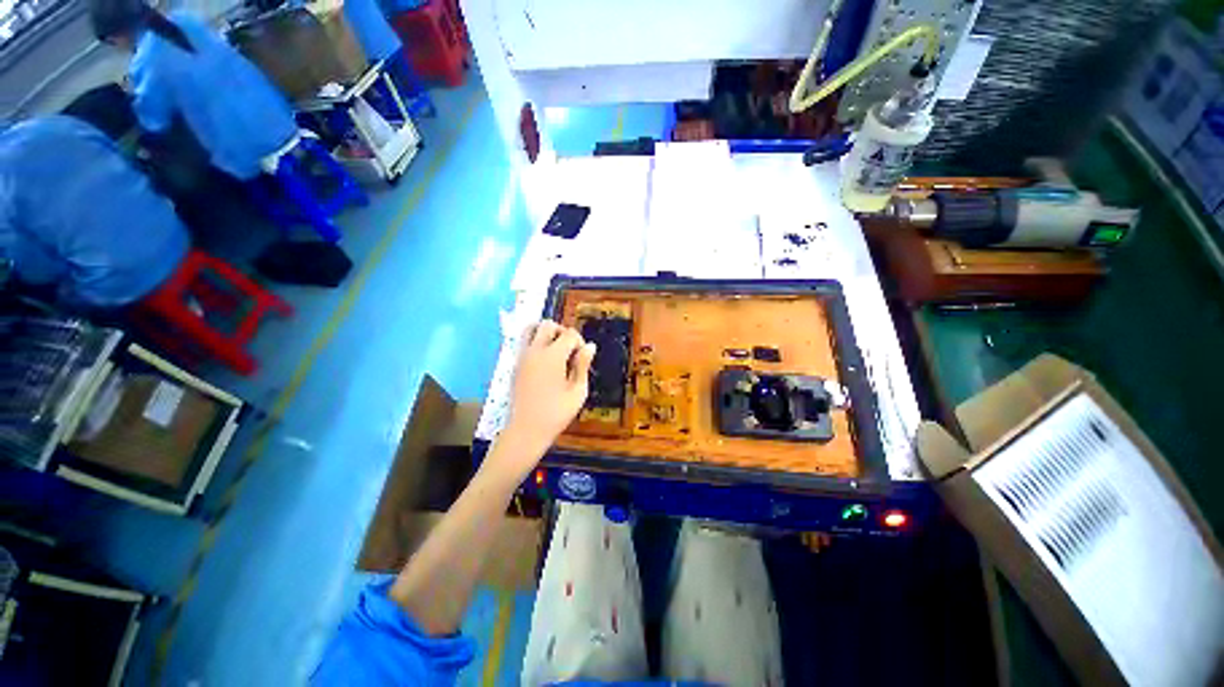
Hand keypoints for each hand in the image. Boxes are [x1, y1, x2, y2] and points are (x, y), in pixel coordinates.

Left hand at [496, 320, 595, 472]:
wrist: (526, 430)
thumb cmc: (556, 413)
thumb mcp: (578, 391)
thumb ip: (583, 365)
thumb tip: (590, 346)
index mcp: (553, 355)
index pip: (569, 334)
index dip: (580, 342)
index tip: (583, 358)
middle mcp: (535, 350)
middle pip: (548, 325)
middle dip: (562, 331)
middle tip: (570, 350)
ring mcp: (522, 357)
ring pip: (531, 329)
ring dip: (545, 333)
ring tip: (555, 350)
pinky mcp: (515, 365)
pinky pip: (525, 343)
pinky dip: (536, 343)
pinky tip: (545, 362)